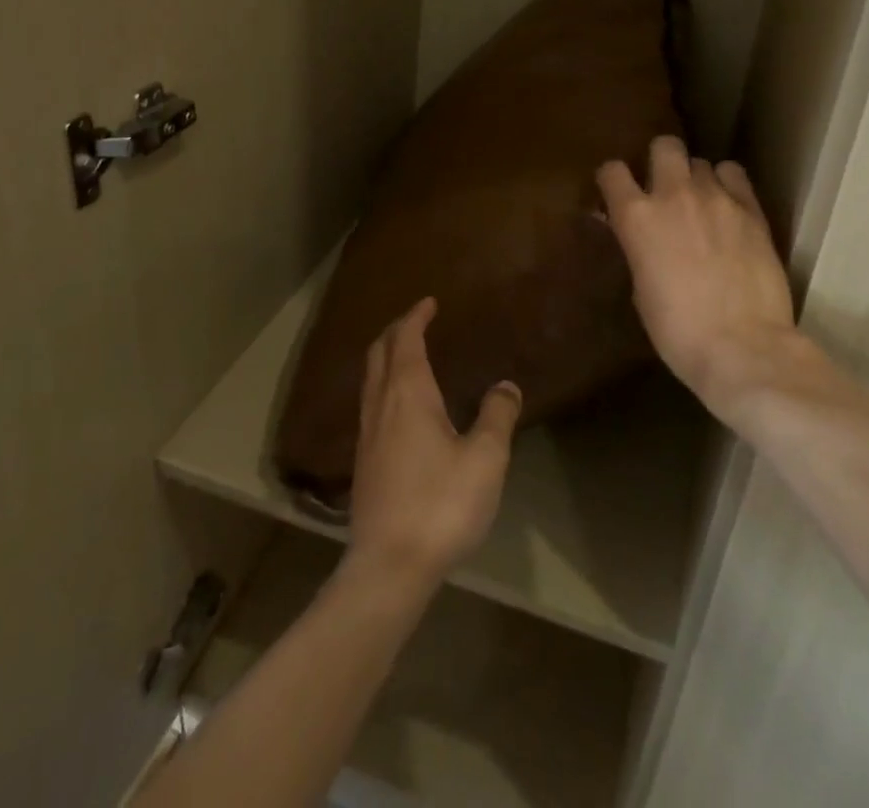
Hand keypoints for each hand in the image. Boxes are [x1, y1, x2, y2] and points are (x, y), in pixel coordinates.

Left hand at [347, 299, 520, 590]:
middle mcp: (381, 405)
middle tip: (416, 321)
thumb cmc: (440, 504)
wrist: (388, 566)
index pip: (405, 340)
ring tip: (406, 355)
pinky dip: (383, 384)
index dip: (415, 317)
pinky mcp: (363, 462)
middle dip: (395, 331)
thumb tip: (505, 385)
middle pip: (379, 353)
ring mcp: (366, 434)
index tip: (429, 303)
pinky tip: (399, 406)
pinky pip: (370, 403)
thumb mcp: (484, 459)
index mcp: (408, 394)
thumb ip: (497, 416)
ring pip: (370, 379)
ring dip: (385, 357)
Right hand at [596, 137, 804, 429]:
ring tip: (703, 203)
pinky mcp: (751, 208)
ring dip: (696, 178)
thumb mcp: (640, 288)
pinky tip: (730, 206)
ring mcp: (716, 197)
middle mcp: (673, 194)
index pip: (612, 171)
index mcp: (636, 216)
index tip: (617, 193)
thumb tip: (631, 230)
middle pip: (664, 146)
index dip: (613, 179)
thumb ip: (636, 247)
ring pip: (701, 162)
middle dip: (661, 160)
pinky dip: (728, 184)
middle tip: (665, 188)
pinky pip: (734, 174)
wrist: (742, 346)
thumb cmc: (677, 330)